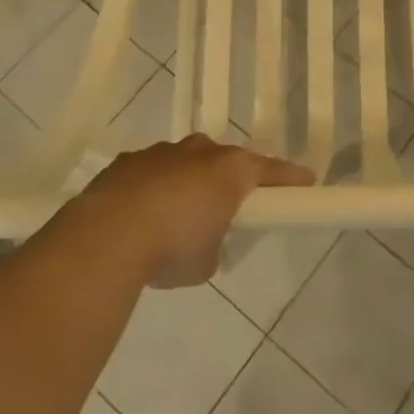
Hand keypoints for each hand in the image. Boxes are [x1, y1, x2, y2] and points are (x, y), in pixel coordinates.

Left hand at [81, 134, 313, 286]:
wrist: (108, 235)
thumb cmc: (173, 247)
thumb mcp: (207, 261)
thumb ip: (214, 244)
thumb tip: (203, 241)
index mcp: (230, 170)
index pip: (271, 170)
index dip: (290, 178)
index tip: (306, 181)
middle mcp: (199, 152)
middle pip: (224, 160)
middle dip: (227, 179)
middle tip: (226, 206)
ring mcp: (161, 152)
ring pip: (184, 162)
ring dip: (186, 182)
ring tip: (175, 216)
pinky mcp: (127, 161)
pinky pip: (150, 172)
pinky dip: (152, 189)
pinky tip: (140, 216)